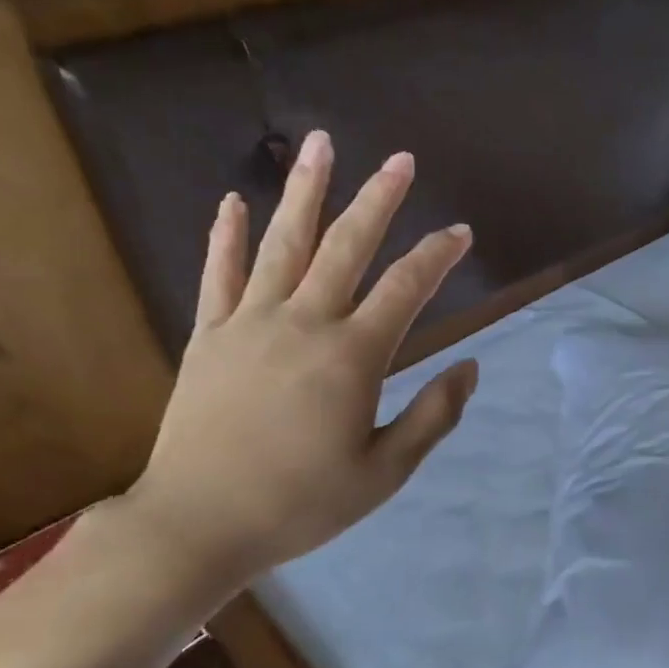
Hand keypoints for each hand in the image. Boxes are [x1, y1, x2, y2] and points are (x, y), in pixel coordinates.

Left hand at [125, 130, 476, 586]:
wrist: (198, 523)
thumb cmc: (301, 504)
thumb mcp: (384, 472)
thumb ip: (433, 417)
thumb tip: (470, 369)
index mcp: (351, 357)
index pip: (405, 289)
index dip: (437, 256)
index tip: (460, 233)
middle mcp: (303, 323)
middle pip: (346, 246)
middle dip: (379, 199)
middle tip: (401, 160)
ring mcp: (249, 323)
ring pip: (282, 243)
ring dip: (305, 191)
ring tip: (320, 144)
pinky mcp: (208, 336)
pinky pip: (218, 275)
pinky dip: (226, 235)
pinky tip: (234, 200)